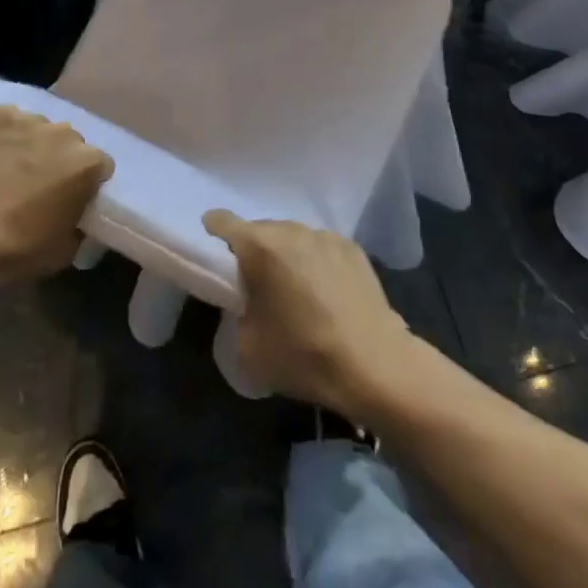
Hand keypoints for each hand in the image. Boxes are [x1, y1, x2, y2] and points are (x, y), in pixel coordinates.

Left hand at [0, 108, 113, 299]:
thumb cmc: (13, 251)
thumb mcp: (64, 252)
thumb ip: (80, 223)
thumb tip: (76, 214)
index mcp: (86, 163)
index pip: (100, 166)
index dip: (87, 184)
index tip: (71, 200)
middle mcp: (63, 132)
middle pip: (71, 143)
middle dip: (61, 160)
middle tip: (41, 186)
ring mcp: (27, 120)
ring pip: (40, 129)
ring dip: (34, 146)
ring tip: (11, 170)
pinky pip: (10, 120)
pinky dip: (5, 134)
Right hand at [203, 211, 417, 416]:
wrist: (376, 365)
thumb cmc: (304, 355)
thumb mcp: (248, 346)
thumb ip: (235, 311)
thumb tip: (244, 301)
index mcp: (259, 246)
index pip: (221, 221)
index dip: (211, 233)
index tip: (212, 255)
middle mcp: (291, 229)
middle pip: (259, 231)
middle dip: (253, 253)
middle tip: (256, 287)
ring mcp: (324, 235)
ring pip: (292, 238)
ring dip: (286, 257)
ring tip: (294, 291)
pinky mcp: (352, 248)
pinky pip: (319, 248)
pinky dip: (314, 263)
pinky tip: (325, 294)